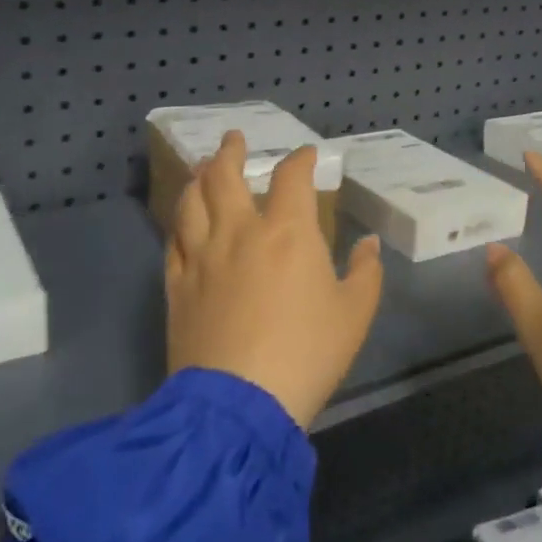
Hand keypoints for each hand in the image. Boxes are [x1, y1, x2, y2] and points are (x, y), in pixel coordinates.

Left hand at [166, 131, 384, 428]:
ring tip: (202, 170)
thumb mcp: (354, 314)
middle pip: (225, 176)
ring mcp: (202, 257)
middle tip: (233, 139)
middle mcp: (239, 232)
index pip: (291, 178)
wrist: (240, 402)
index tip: (305, 155)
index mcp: (287, 232)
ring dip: (198, 179)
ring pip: (191, 202)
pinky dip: (180, 224)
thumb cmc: (307, 353)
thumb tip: (368, 244)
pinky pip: (173, 242)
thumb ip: (364, 272)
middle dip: (230, 152)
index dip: (299, 160)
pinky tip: (183, 223)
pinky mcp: (177, 285)